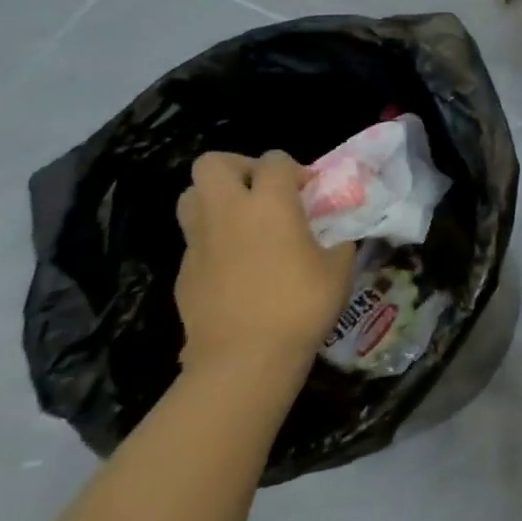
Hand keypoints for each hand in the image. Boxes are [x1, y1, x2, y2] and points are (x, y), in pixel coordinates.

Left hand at [174, 150, 356, 376]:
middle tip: (262, 192)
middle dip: (238, 168)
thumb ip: (337, 241)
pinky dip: (212, 241)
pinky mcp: (183, 273)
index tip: (307, 192)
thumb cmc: (299, 305)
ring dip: (215, 200)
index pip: (274, 159)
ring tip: (242, 222)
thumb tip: (337, 238)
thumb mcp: (338, 268)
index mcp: (269, 203)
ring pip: (191, 197)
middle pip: (213, 164)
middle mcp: (228, 212)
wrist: (243, 361)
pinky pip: (194, 240)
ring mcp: (199, 243)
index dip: (292, 169)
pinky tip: (235, 266)